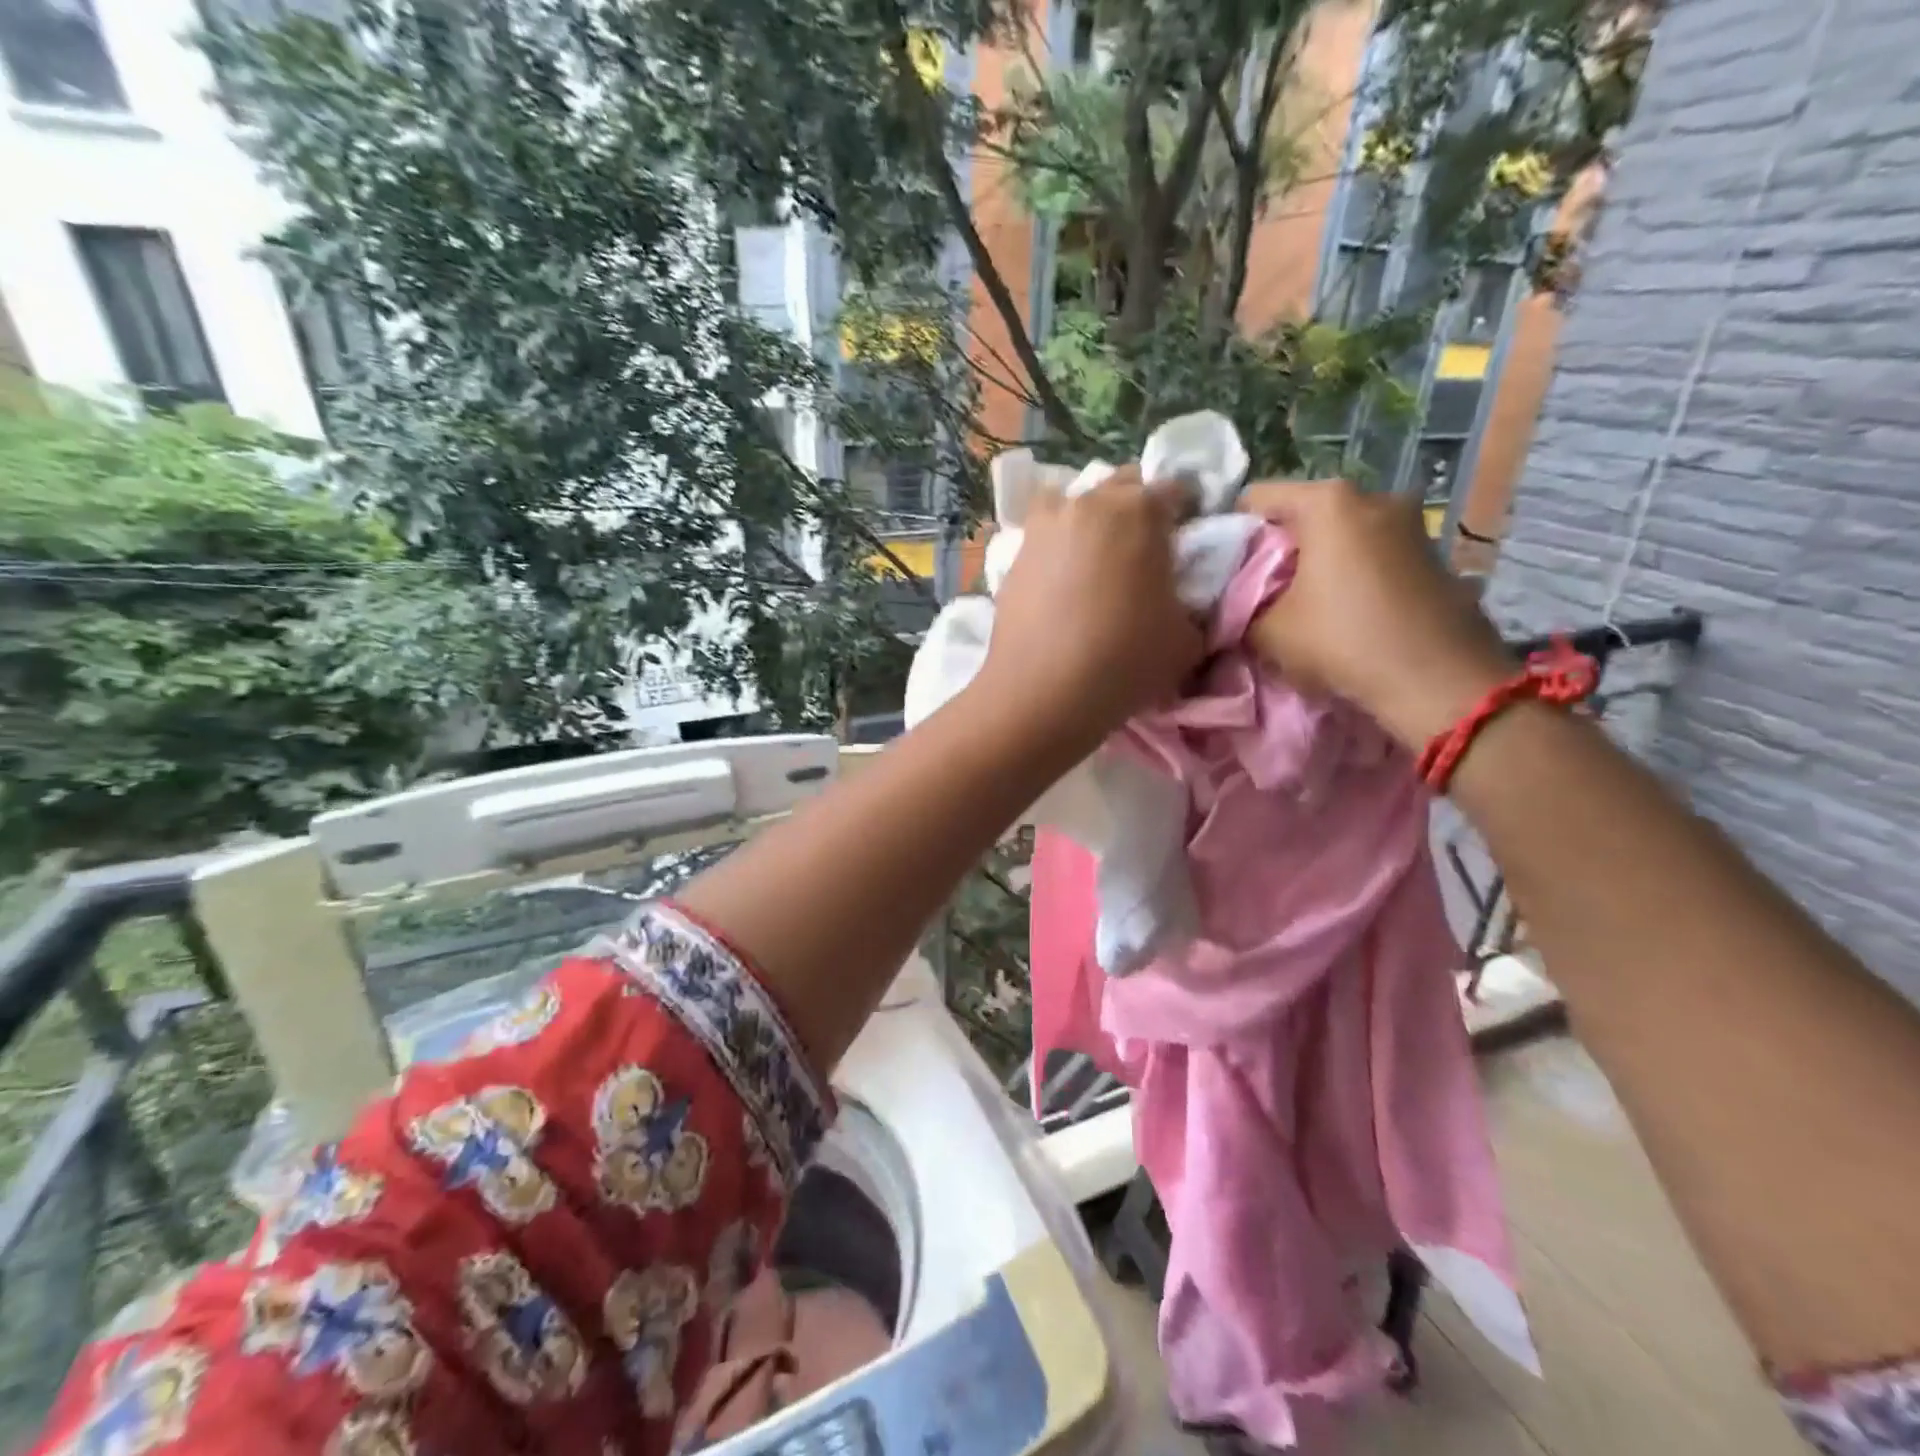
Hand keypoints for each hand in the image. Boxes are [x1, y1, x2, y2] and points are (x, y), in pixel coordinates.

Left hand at [978, 465, 1203, 754]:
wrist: (1042, 692)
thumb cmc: (1125, 661)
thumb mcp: (1187, 639)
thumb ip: (1193, 605)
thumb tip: (1181, 602)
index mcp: (1142, 510)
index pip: (1176, 489)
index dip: (1186, 513)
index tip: (1185, 543)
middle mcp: (1090, 503)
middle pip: (1122, 487)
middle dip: (1137, 510)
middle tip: (1142, 553)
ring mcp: (1045, 526)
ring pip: (1075, 504)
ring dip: (1090, 521)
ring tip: (1095, 562)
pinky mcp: (1013, 555)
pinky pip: (1043, 537)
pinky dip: (1056, 549)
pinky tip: (1058, 583)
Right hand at [1240, 479, 1512, 749]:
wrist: (1438, 680)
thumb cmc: (1343, 641)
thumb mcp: (1266, 631)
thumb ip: (1238, 608)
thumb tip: (1227, 604)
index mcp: (1328, 502)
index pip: (1254, 498)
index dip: (1229, 533)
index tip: (1222, 570)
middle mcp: (1372, 495)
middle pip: (1300, 513)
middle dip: (1275, 547)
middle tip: (1257, 590)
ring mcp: (1409, 521)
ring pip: (1337, 532)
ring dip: (1314, 560)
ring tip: (1300, 602)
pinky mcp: (1430, 551)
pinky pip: (1369, 550)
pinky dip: (1348, 570)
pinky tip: (1342, 608)